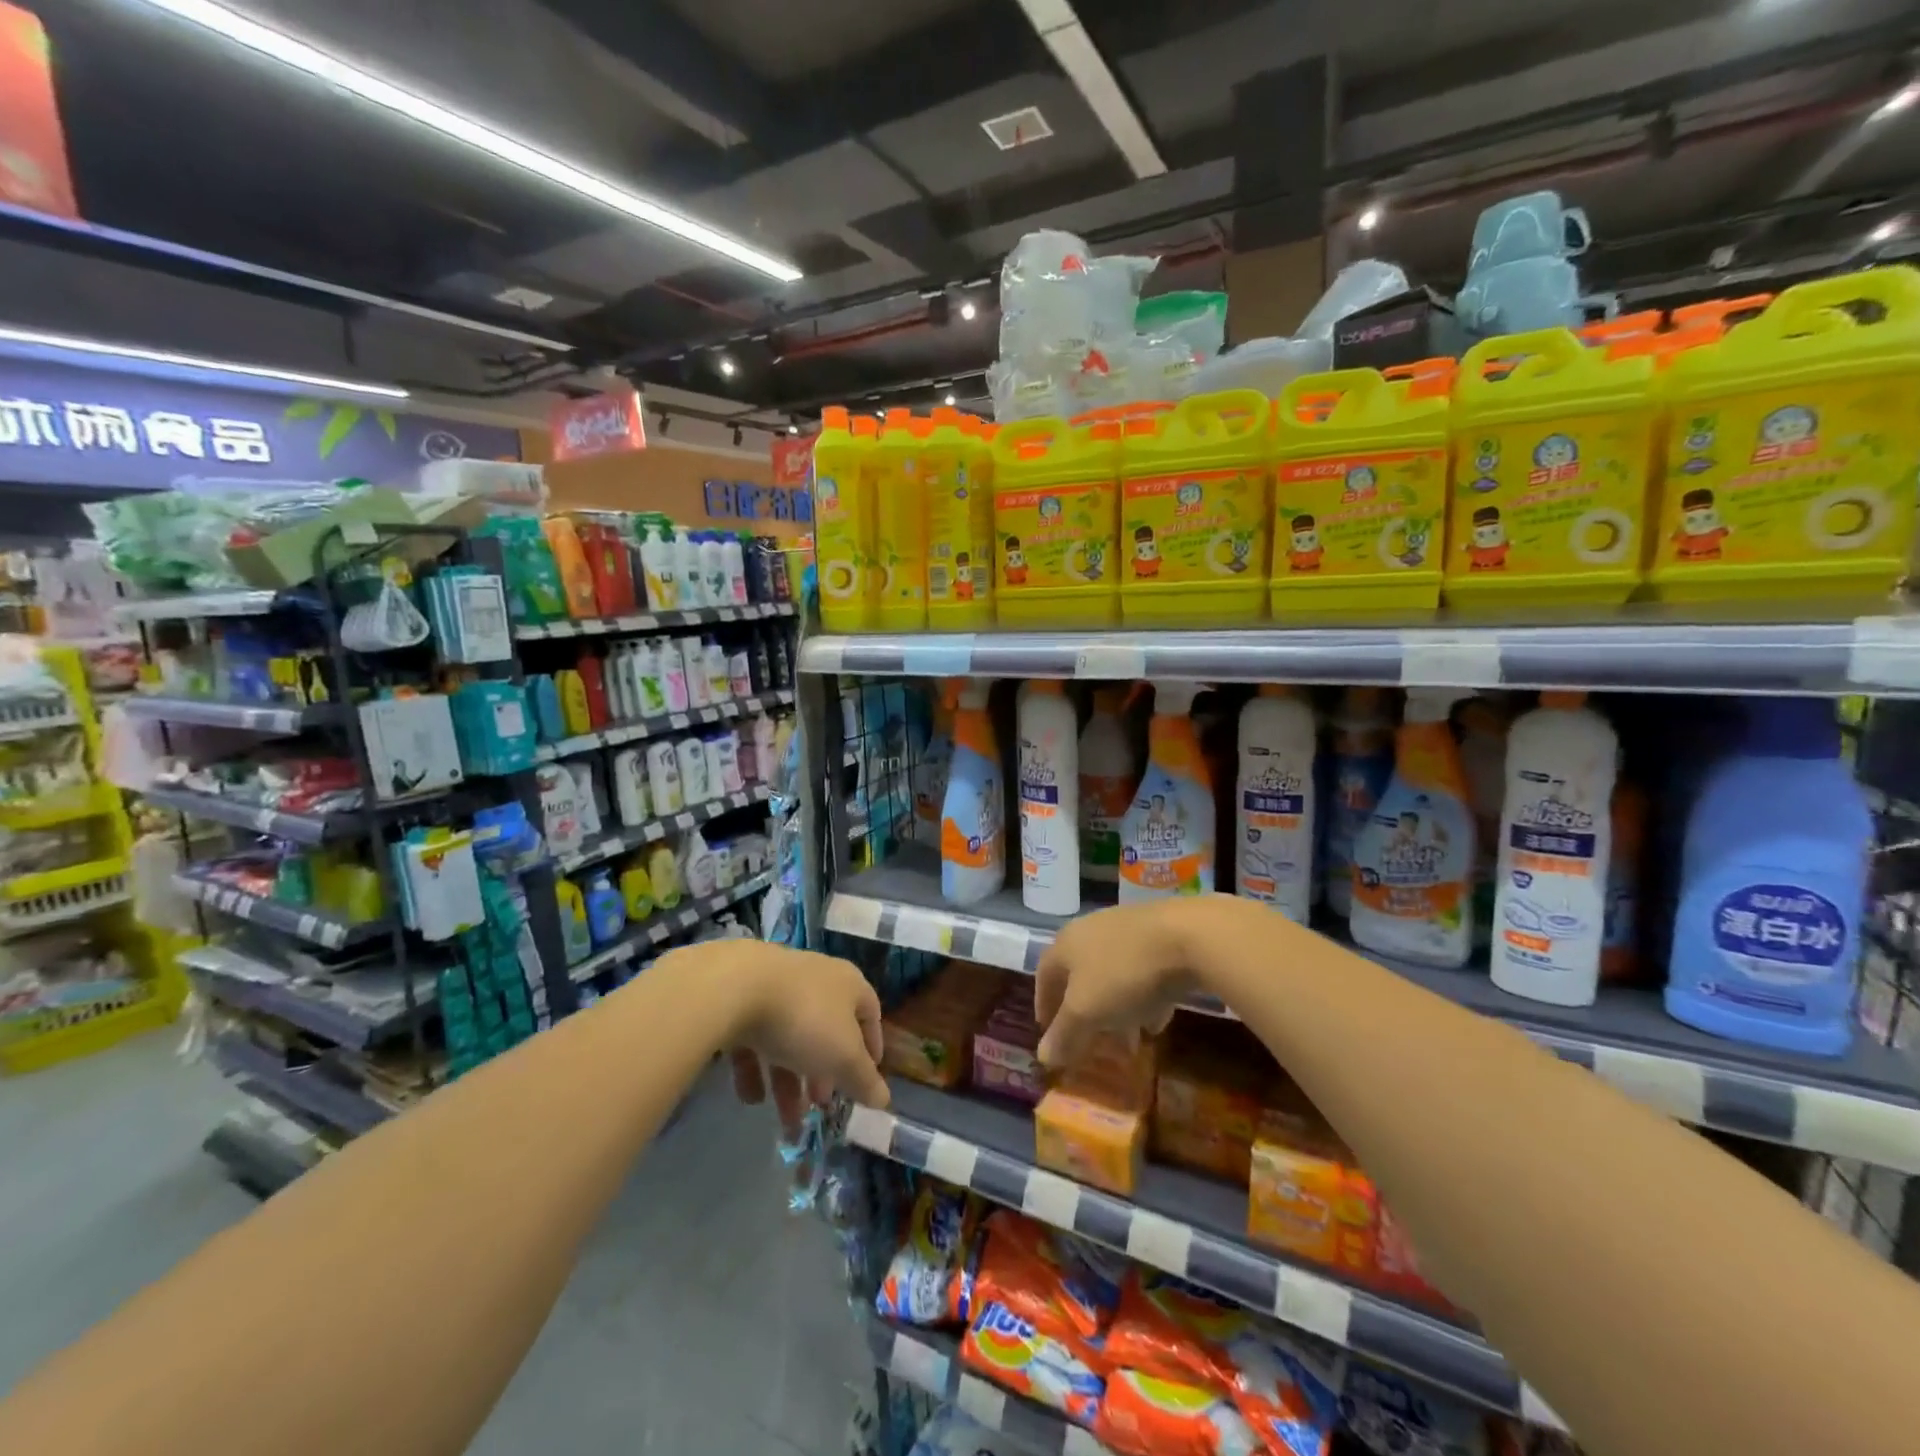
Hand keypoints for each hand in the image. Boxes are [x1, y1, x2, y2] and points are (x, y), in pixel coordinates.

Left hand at [695, 943, 888, 1133]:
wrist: (735, 988)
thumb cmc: (805, 1019)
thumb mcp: (843, 1057)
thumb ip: (864, 1080)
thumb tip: (884, 1099)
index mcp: (848, 984)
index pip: (870, 1014)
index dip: (872, 1048)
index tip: (866, 1081)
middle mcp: (816, 979)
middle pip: (826, 1031)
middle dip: (824, 1074)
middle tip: (821, 1105)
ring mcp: (777, 987)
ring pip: (790, 1038)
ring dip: (790, 1082)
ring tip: (786, 1121)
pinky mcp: (741, 998)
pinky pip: (755, 1037)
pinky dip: (756, 1068)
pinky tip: (751, 1096)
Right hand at [1034, 896, 1242, 1065]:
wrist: (1187, 936)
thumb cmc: (1124, 973)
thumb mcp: (1088, 1011)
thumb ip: (1065, 1035)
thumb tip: (1043, 1057)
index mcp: (1065, 944)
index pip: (1044, 976)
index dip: (1044, 1007)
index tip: (1050, 1035)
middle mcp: (1090, 931)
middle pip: (1079, 976)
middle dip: (1084, 1013)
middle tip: (1090, 1043)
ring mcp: (1126, 930)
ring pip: (1112, 976)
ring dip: (1116, 1010)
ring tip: (1127, 1042)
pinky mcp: (1159, 935)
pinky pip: (1141, 973)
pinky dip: (1143, 999)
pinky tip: (1156, 1021)